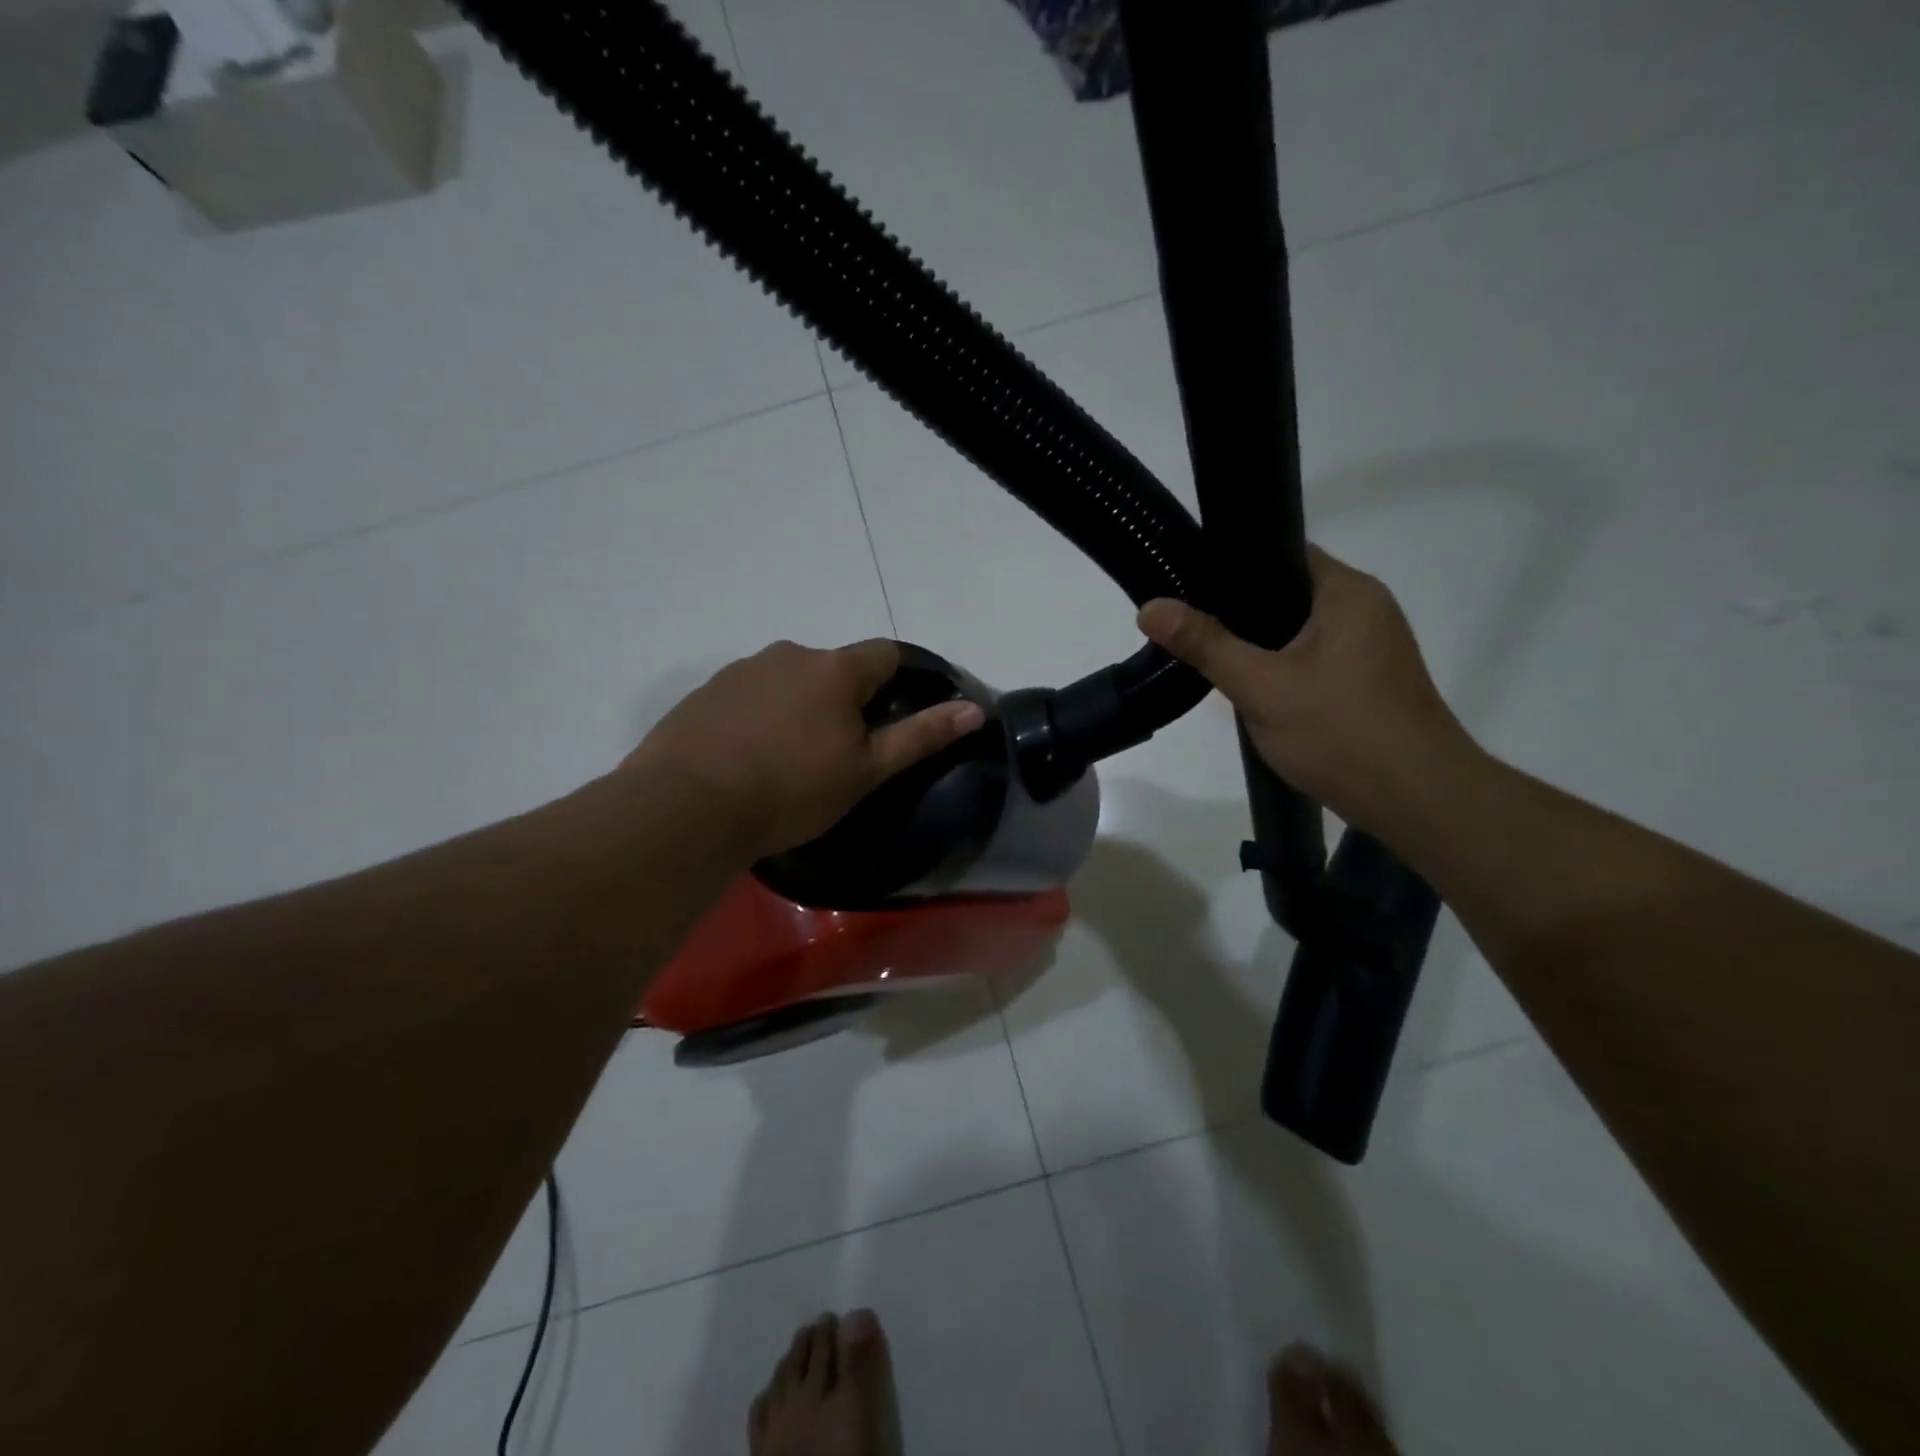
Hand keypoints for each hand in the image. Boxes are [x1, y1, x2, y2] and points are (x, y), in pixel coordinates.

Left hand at [626, 639, 985, 858]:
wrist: (688, 806)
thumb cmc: (791, 789)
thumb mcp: (865, 770)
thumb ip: (920, 736)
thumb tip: (974, 710)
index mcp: (834, 669)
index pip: (885, 654)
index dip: (899, 680)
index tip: (894, 717)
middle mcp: (789, 654)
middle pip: (834, 668)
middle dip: (844, 700)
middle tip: (839, 752)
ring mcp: (741, 670)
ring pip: (789, 680)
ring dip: (799, 706)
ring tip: (788, 759)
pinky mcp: (705, 692)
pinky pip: (748, 695)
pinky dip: (759, 716)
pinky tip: (747, 757)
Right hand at [1137, 546, 1476, 836]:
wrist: (1417, 800)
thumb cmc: (1341, 733)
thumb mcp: (1262, 687)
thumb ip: (1206, 644)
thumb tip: (1150, 608)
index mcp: (1347, 592)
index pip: (1281, 552)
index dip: (1231, 564)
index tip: (1186, 583)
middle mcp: (1365, 608)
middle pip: (1286, 592)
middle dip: (1238, 611)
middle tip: (1188, 625)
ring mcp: (1370, 646)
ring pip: (1297, 630)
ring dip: (1258, 643)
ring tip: (1209, 654)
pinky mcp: (1367, 679)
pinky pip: (1312, 656)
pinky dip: (1281, 666)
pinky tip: (1252, 688)